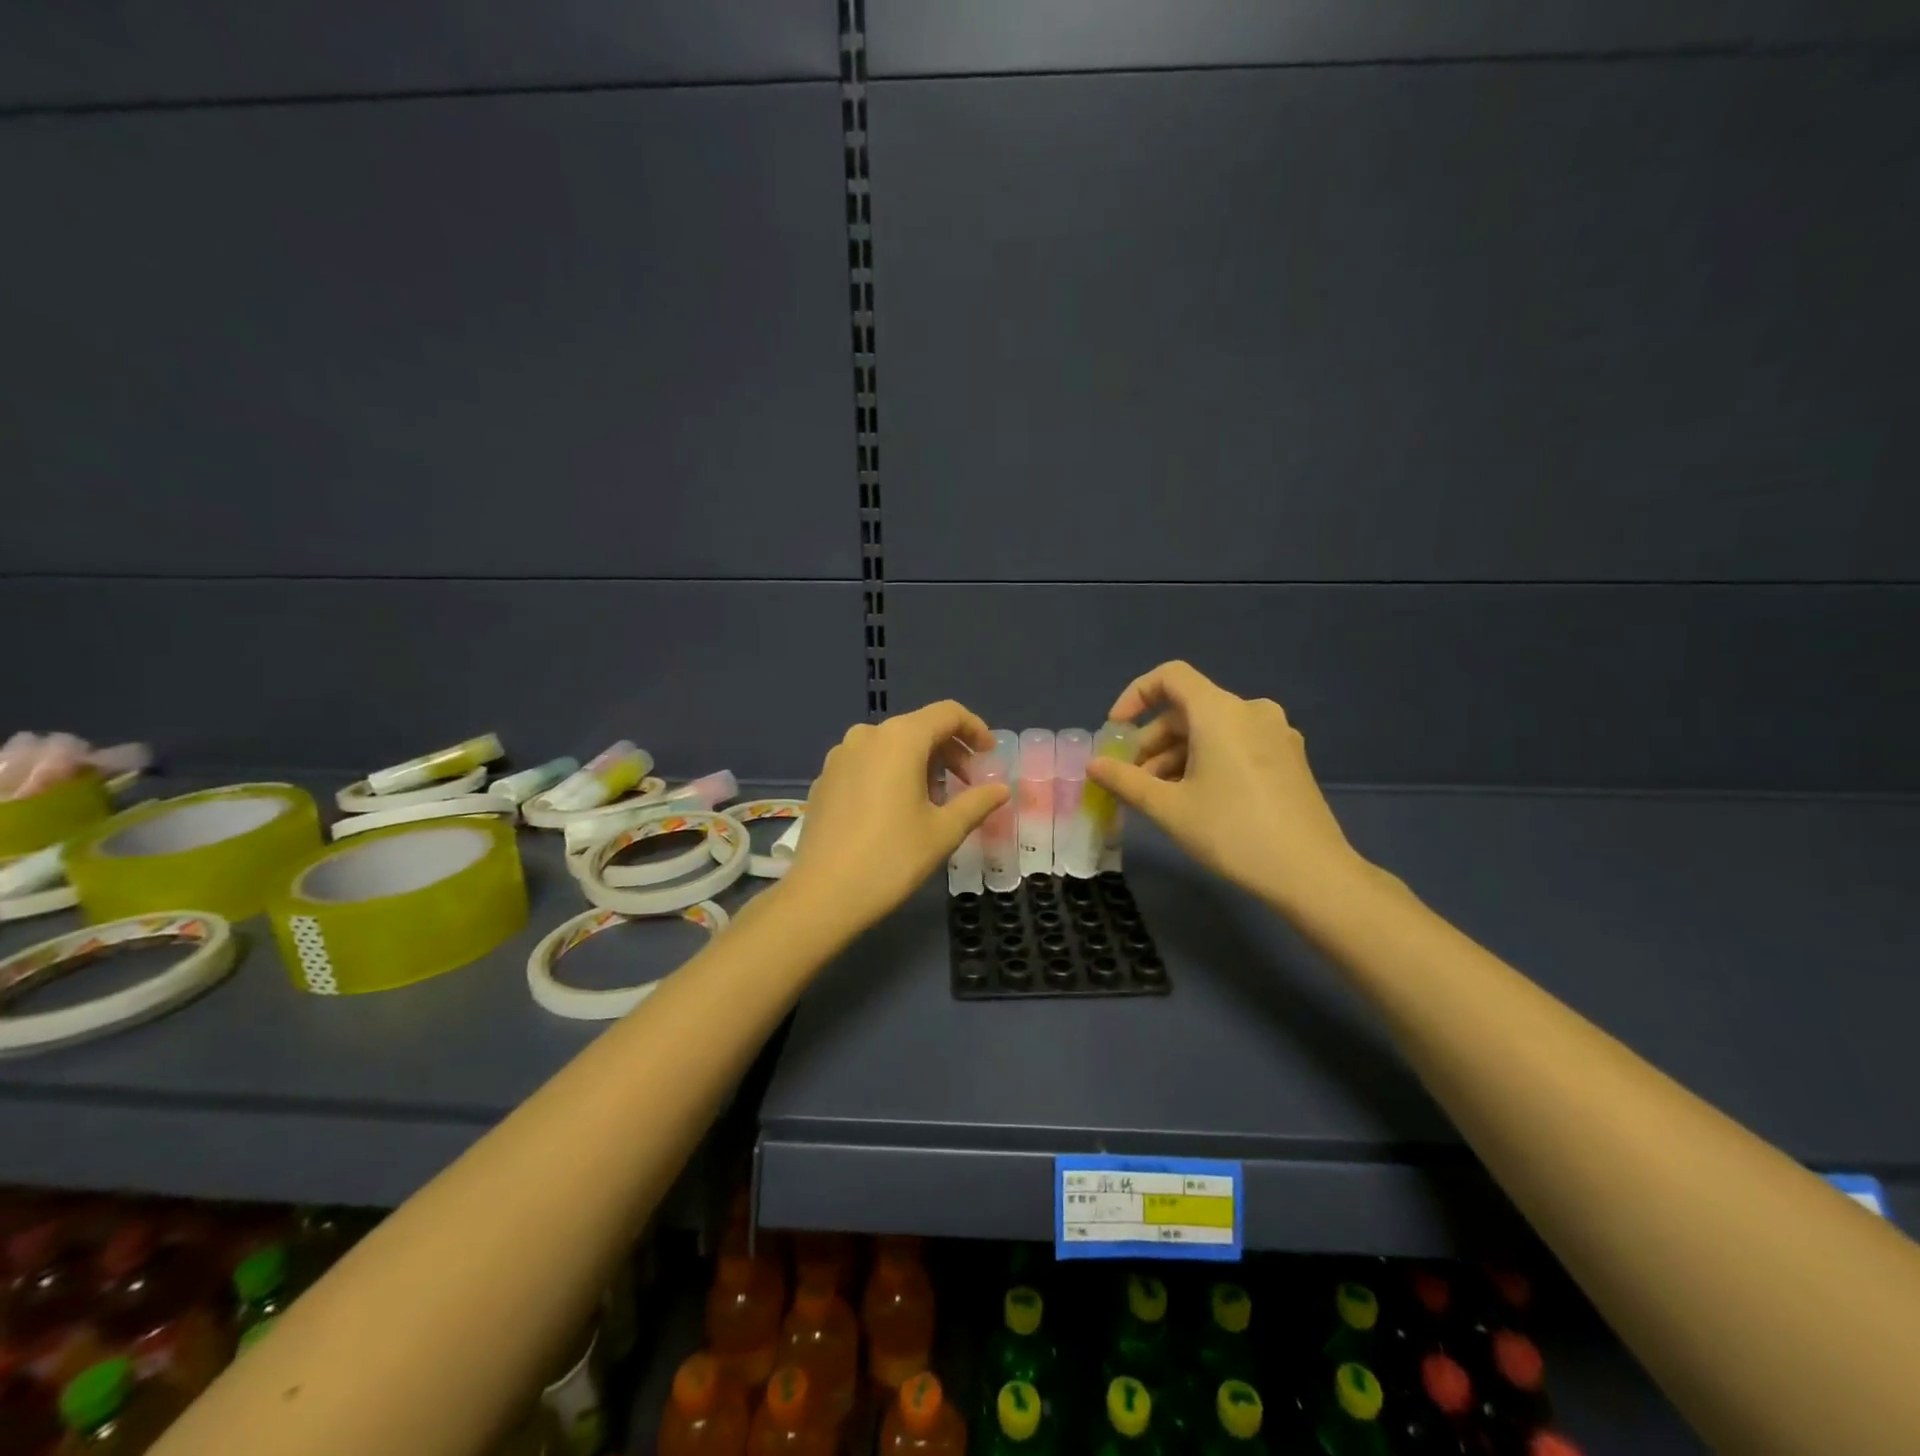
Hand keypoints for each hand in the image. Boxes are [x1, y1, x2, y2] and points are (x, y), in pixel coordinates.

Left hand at [781, 701, 1009, 933]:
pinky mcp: (824, 779)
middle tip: (968, 785)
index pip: (947, 713)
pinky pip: (868, 763)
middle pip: (919, 728)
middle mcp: (867, 735)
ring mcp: (840, 756)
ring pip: (892, 746)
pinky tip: (896, 810)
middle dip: (950, 751)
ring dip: (921, 763)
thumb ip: (977, 802)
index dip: (975, 729)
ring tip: (934, 802)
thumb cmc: (892, 858)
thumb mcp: (944, 831)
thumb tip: (1001, 789)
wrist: (823, 895)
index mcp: (900, 739)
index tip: (989, 756)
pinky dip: (891, 774)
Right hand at [1088, 661, 1368, 915]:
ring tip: (1158, 796)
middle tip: (1130, 779)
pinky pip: (1235, 744)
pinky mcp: (1289, 758)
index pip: (1170, 677)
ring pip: (1211, 730)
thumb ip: (1125, 780)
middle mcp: (1251, 711)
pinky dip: (1206, 760)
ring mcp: (1276, 734)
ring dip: (1176, 755)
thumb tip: (1093, 765)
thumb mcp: (1169, 808)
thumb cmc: (1232, 832)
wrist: (1311, 872)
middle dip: (1151, 741)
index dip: (1135, 695)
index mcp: (1221, 712)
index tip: (1116, 732)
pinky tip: (1195, 799)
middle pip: (1188, 709)